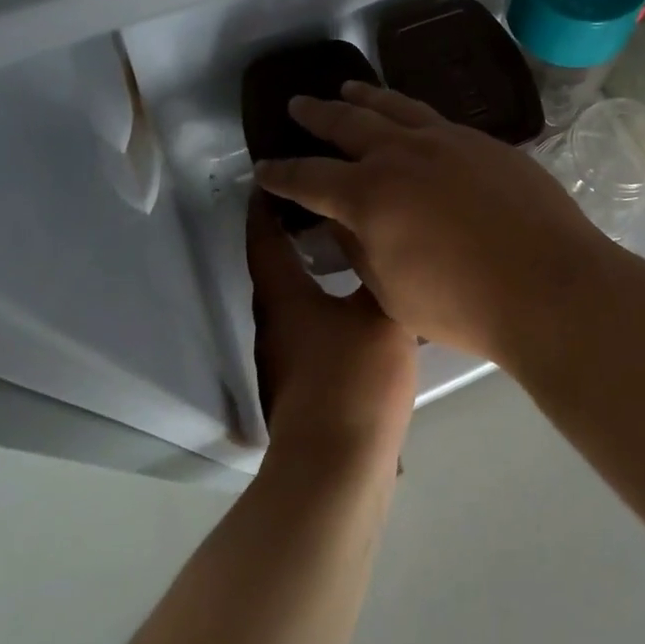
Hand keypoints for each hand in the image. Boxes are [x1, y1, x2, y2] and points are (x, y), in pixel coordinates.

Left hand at [247, 191, 416, 463]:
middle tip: (334, 203)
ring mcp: (286, 356)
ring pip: (296, 297)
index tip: (278, 175)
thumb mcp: (379, 315)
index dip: (266, 203)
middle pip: (277, 264)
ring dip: (315, 269)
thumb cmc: (353, 379)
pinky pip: (312, 324)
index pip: (264, 235)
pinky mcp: (303, 381)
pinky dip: (328, 302)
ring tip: (353, 247)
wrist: (337, 467)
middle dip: (296, 231)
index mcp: (282, 296)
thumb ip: (380, 274)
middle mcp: (274, 321)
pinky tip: (362, 304)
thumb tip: (381, 240)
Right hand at [254, 82, 619, 363]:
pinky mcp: (486, 143)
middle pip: (348, 123)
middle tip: (298, 105)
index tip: (263, 168)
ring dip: (366, 97)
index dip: (281, 174)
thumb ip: (359, 247)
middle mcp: (403, 154)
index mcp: (369, 194)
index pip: (309, 177)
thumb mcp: (391, 290)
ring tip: (350, 89)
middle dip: (317, 115)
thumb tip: (342, 221)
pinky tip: (414, 120)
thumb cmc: (462, 305)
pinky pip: (437, 119)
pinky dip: (413, 114)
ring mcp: (449, 141)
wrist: (548, 286)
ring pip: (396, 108)